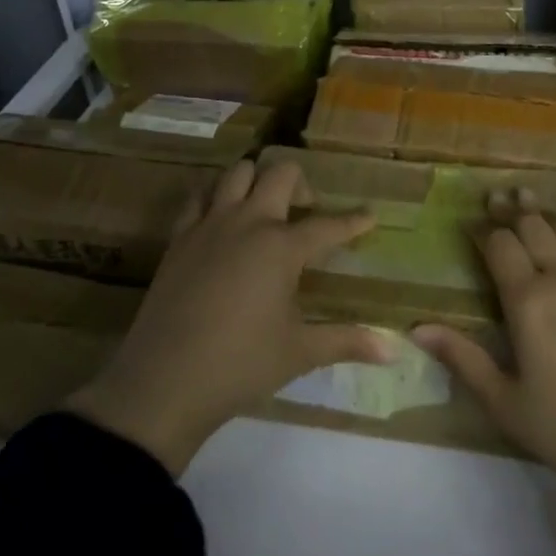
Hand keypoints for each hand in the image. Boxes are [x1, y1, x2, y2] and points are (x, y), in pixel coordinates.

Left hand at [67, 159, 387, 474]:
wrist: (161, 382)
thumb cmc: (240, 365)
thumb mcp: (299, 353)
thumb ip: (347, 342)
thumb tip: (394, 351)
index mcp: (281, 247)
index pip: (328, 226)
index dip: (354, 221)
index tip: (370, 215)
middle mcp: (248, 223)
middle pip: (280, 174)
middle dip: (302, 184)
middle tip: (307, 213)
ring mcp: (209, 226)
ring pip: (236, 173)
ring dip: (256, 181)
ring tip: (265, 210)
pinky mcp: (178, 238)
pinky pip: (198, 198)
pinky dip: (215, 197)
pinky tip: (222, 222)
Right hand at [414, 190, 555, 519]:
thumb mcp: (506, 403)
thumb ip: (462, 359)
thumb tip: (415, 327)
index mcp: (528, 302)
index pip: (499, 247)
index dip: (482, 230)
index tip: (470, 221)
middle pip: (532, 227)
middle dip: (510, 210)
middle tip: (496, 198)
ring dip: (544, 208)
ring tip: (528, 194)